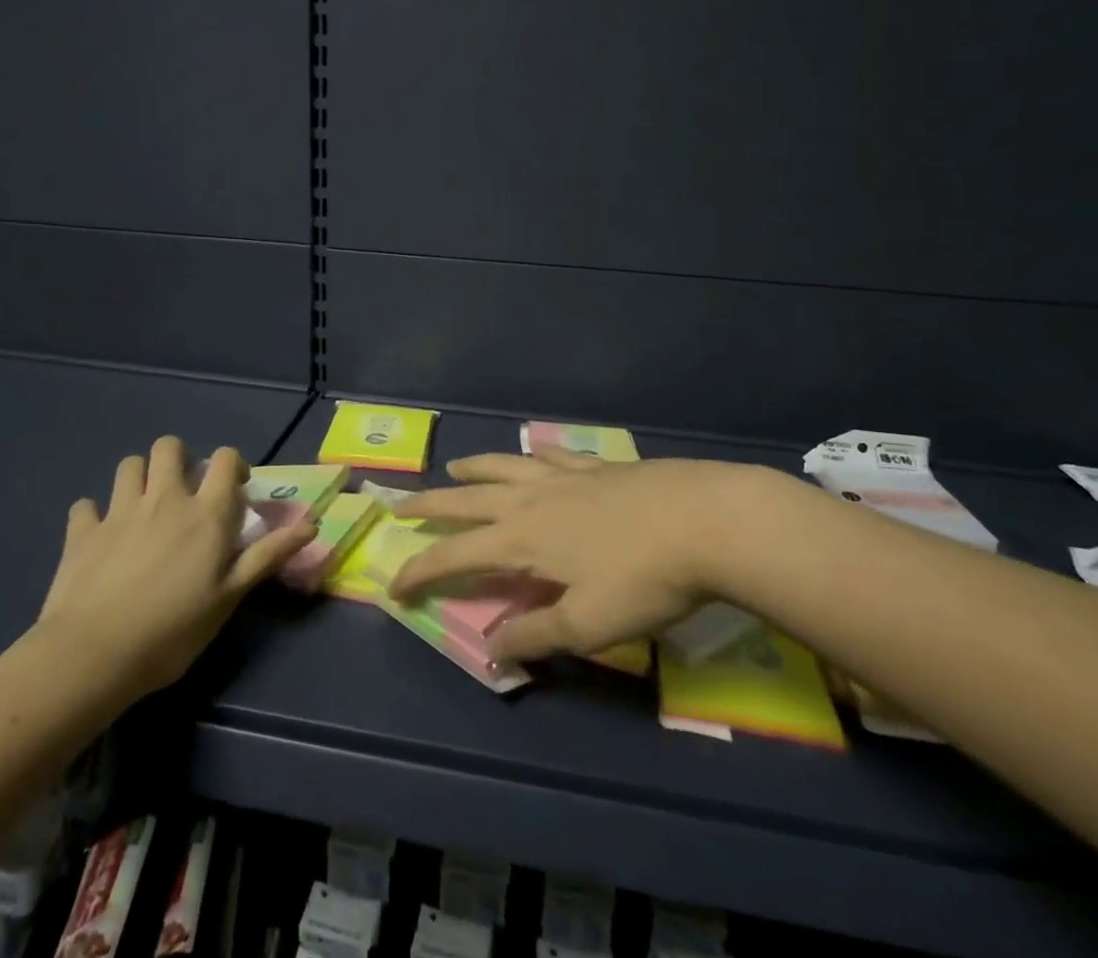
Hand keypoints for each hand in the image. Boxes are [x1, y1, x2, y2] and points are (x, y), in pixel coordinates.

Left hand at [37, 436, 315, 696]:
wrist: (92, 655)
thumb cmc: (172, 630)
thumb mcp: (230, 597)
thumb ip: (268, 554)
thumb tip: (313, 522)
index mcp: (205, 512)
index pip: (225, 458)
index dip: (231, 464)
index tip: (233, 489)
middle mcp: (164, 498)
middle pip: (169, 447)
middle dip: (179, 458)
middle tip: (183, 491)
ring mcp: (119, 511)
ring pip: (129, 465)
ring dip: (139, 477)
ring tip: (144, 507)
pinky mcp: (81, 531)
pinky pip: (85, 506)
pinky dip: (94, 514)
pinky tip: (99, 535)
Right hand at [389, 449, 783, 663]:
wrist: (703, 520)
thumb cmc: (642, 578)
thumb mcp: (588, 623)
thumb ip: (536, 633)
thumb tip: (491, 647)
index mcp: (523, 539)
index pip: (456, 556)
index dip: (421, 570)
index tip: (394, 584)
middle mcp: (533, 500)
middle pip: (469, 498)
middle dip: (432, 503)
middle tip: (401, 503)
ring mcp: (566, 477)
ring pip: (506, 466)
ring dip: (475, 467)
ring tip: (456, 465)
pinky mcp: (598, 466)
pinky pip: (554, 455)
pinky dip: (535, 453)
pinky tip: (535, 450)